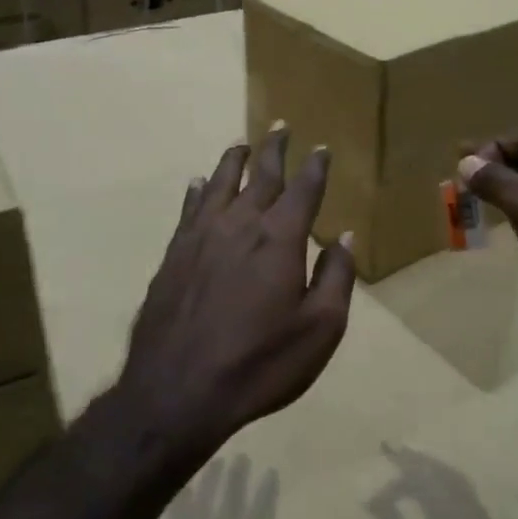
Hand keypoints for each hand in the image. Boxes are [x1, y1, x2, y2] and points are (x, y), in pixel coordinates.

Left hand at [119, 124, 355, 462]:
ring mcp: (201, 237)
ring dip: (234, 162)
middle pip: (260, 176)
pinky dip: (198, 191)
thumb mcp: (319, 330)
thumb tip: (344, 237)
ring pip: (220, 184)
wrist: (177, 391)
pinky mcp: (173, 255)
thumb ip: (336, 278)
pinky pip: (189, 209)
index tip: (320, 148)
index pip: (303, 190)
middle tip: (280, 127)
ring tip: (241, 144)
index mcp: (280, 239)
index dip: (314, 167)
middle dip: (274, 150)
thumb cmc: (260, 364)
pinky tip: (198, 184)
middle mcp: (240, 225)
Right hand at [367, 444, 517, 518]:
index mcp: (447, 508)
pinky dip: (444, 477)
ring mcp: (479, 511)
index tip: (370, 503)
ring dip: (430, 466)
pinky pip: (461, 486)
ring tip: (409, 463)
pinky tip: (434, 487)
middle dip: (413, 459)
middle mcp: (465, 501)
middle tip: (391, 449)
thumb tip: (375, 501)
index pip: (416, 480)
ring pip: (452, 475)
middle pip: (437, 469)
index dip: (391, 486)